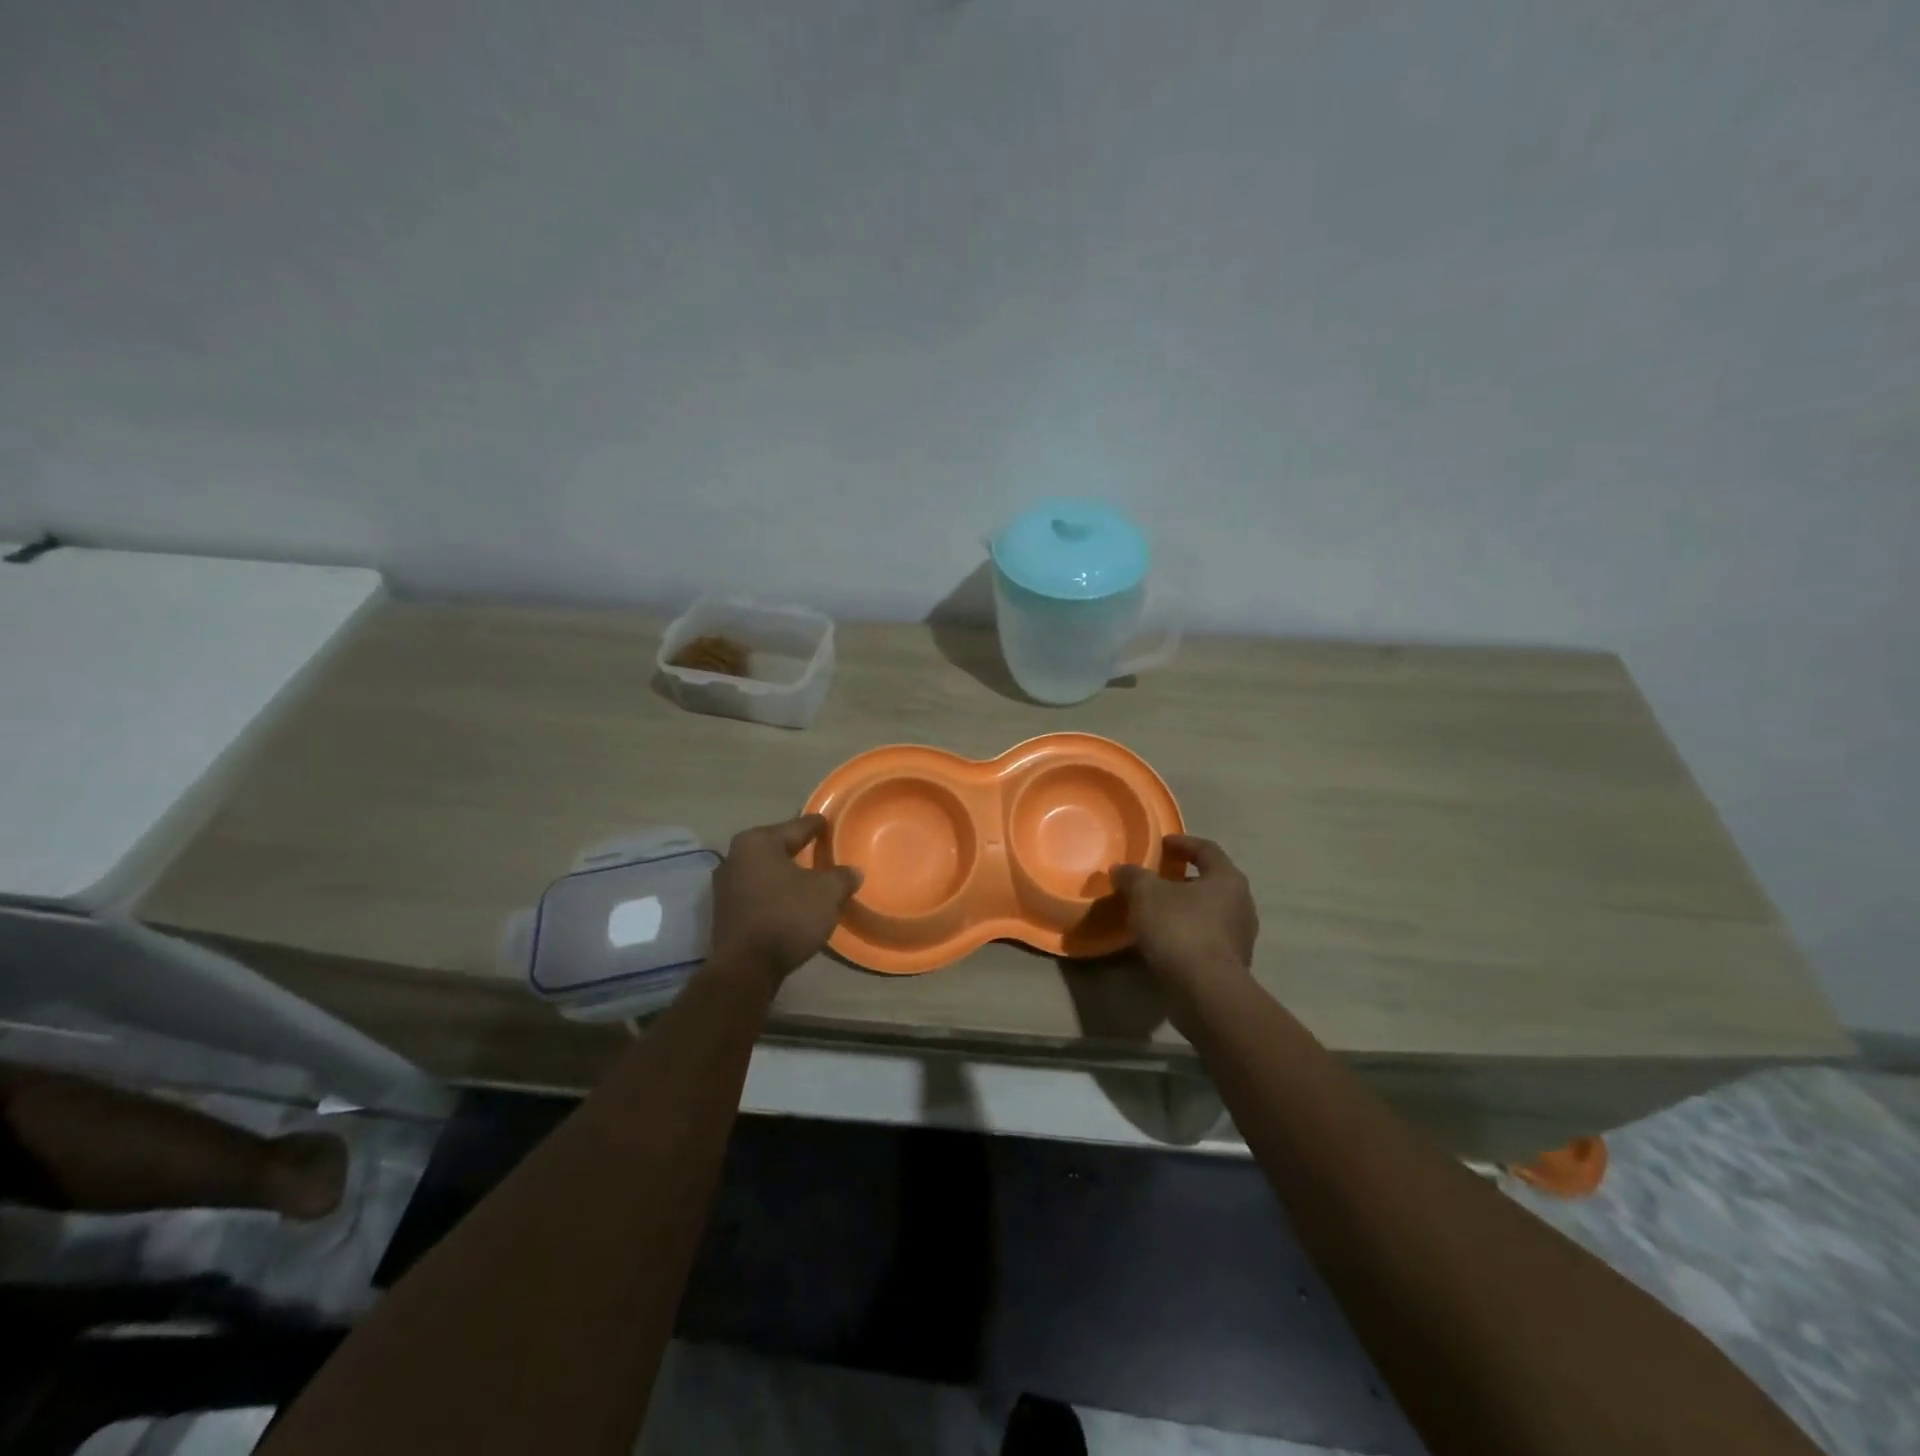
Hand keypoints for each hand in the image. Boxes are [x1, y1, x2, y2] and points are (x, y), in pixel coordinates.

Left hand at [710, 815, 861, 984]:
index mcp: (757, 842)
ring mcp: (725, 886)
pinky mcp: (724, 912)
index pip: (796, 826)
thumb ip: (842, 877)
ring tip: (809, 878)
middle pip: (777, 847)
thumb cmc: (787, 916)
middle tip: (822, 849)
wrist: (747, 967)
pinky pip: (757, 892)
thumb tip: (853, 872)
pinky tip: (791, 901)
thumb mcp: (827, 893)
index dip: (816, 825)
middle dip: (798, 849)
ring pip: (765, 871)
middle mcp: (735, 856)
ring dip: (785, 874)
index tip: (829, 823)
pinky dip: (774, 893)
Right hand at [1111, 835, 1258, 997]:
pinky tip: (1165, 940)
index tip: (1162, 843)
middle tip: (1157, 879)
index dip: (1183, 843)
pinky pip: (1207, 938)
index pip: (1207, 849)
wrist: (1205, 990)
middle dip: (1183, 878)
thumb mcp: (1146, 894)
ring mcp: (1241, 937)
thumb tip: (1121, 869)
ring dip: (1185, 908)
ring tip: (1157, 911)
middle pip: (1211, 881)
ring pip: (1210, 912)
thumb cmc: (1179, 929)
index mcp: (1227, 879)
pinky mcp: (1232, 964)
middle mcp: (1242, 904)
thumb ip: (1133, 877)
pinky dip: (1188, 933)